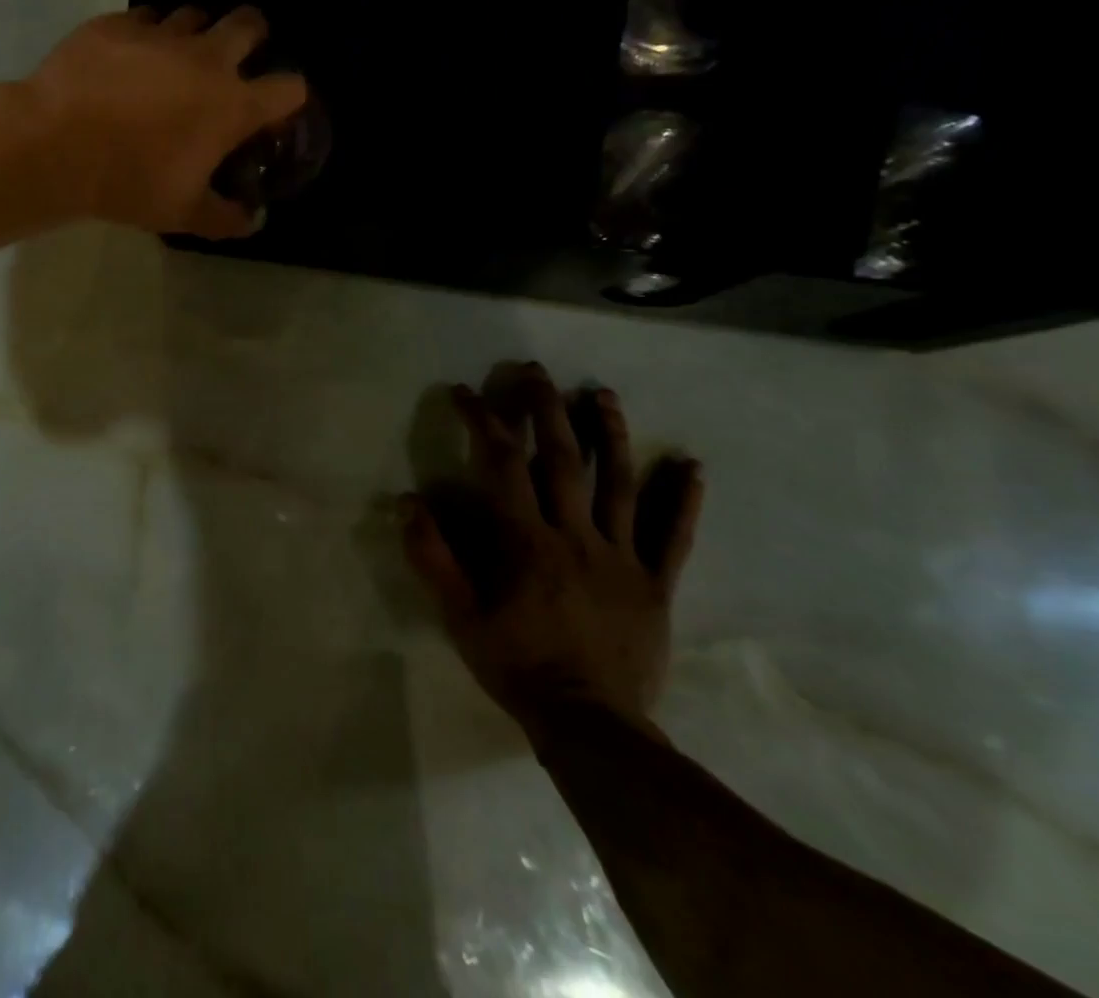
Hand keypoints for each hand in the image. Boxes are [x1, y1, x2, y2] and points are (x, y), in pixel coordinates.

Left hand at [20, 5, 309, 238]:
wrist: (55, 146)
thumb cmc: (130, 182)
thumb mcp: (183, 213)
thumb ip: (226, 217)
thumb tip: (252, 220)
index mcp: (232, 104)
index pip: (289, 88)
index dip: (291, 97)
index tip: (277, 110)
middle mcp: (206, 58)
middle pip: (250, 23)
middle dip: (254, 36)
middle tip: (236, 60)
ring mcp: (160, 33)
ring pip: (195, 13)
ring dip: (197, 32)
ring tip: (180, 57)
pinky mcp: (117, 23)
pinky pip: (145, 17)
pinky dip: (148, 33)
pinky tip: (132, 55)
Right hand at [402, 361, 702, 734]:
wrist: (590, 727)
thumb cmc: (517, 666)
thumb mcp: (460, 617)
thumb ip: (433, 558)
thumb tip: (408, 501)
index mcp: (526, 541)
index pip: (501, 464)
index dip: (483, 420)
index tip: (467, 392)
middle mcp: (576, 536)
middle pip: (562, 459)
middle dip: (546, 408)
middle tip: (537, 371)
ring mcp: (621, 557)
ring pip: (619, 484)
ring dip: (610, 435)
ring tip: (602, 394)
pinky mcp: (655, 583)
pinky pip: (673, 536)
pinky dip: (684, 500)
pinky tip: (690, 465)